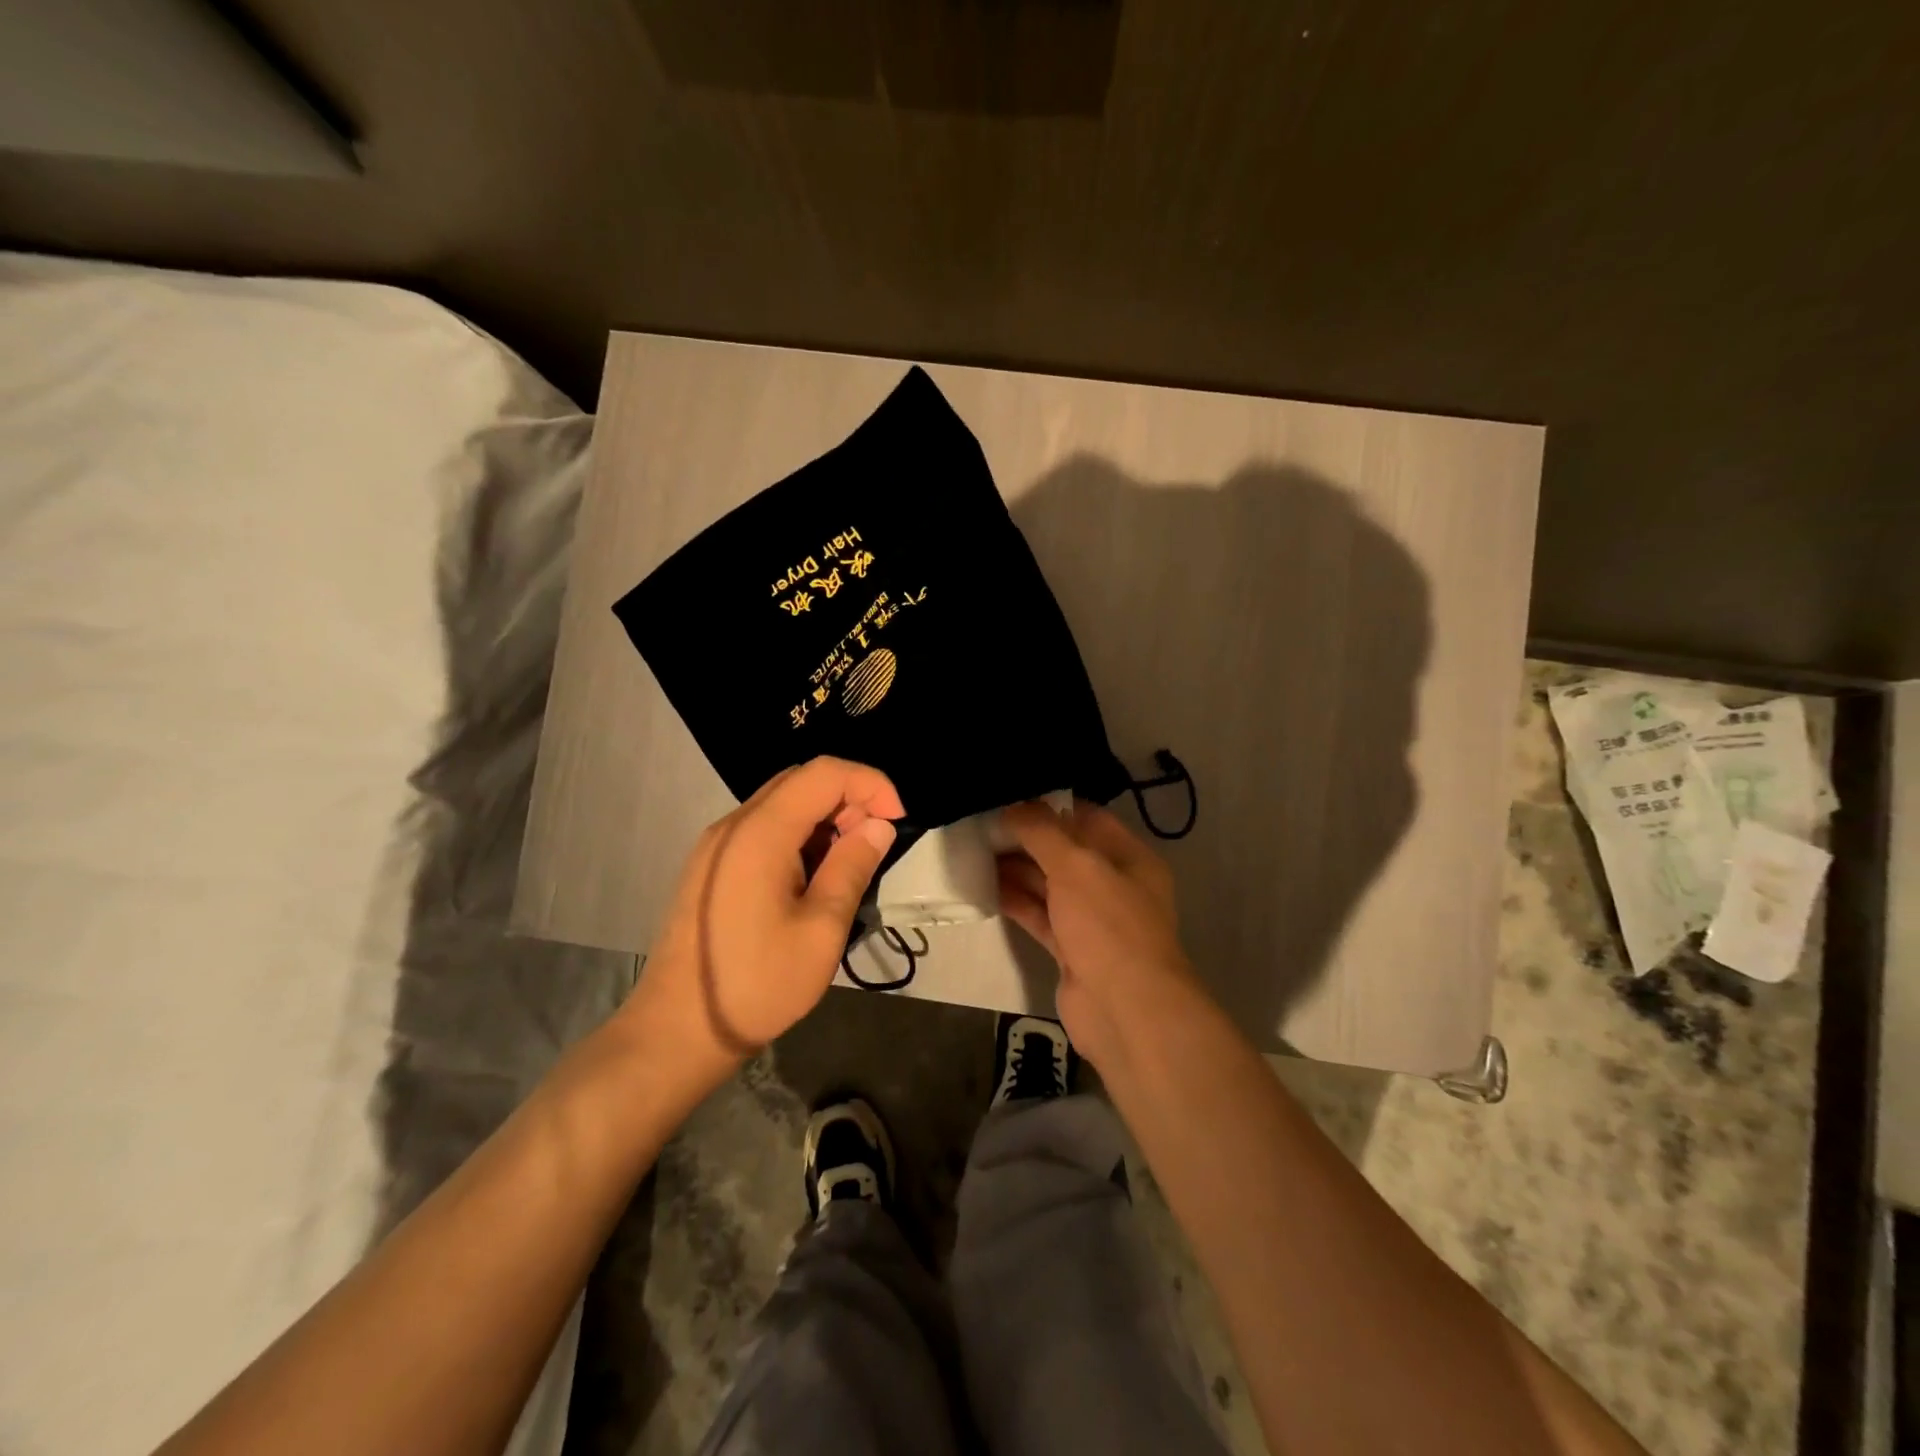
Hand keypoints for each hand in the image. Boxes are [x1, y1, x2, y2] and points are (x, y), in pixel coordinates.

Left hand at [634, 757, 903, 1062]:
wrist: (677, 1031)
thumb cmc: (756, 984)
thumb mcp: (821, 930)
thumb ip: (851, 868)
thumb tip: (878, 826)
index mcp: (761, 832)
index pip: (824, 773)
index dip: (870, 784)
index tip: (896, 820)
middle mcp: (734, 825)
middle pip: (800, 781)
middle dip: (848, 798)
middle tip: (873, 843)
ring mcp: (716, 845)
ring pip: (781, 804)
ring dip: (823, 818)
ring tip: (847, 864)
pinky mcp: (710, 866)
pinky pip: (762, 828)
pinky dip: (798, 835)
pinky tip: (811, 877)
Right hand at [996, 800, 1205, 1068]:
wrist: (1125, 1010)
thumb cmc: (1108, 924)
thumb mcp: (1076, 866)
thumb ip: (1043, 832)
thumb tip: (1014, 805)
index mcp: (1129, 858)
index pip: (1088, 818)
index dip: (1051, 805)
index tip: (1011, 795)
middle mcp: (1113, 885)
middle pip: (1065, 852)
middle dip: (1027, 837)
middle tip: (982, 821)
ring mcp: (1092, 920)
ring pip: (1049, 885)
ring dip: (1016, 869)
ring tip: (975, 849)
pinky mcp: (1071, 950)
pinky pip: (1039, 916)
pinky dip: (1015, 901)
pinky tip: (984, 886)